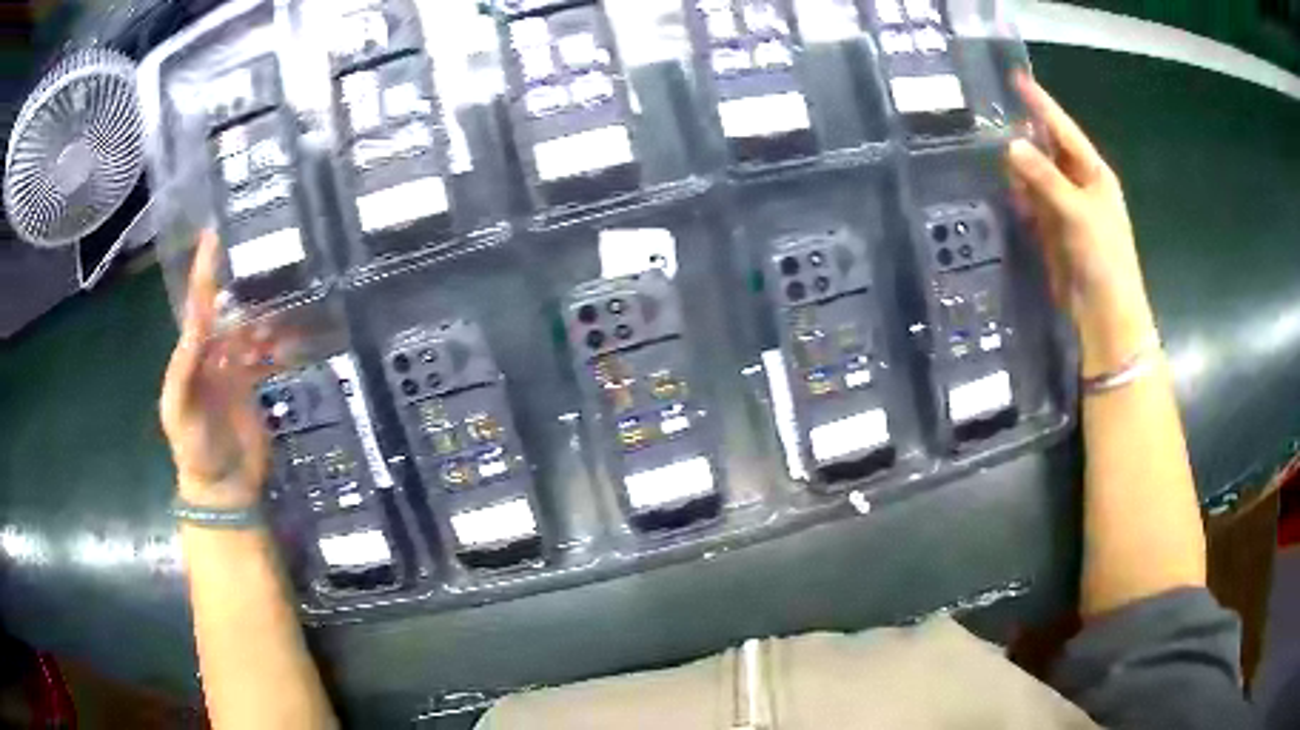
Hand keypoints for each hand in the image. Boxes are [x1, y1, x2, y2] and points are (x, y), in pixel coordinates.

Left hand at [160, 232, 279, 509]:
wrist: (222, 488)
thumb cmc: (194, 449)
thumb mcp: (179, 409)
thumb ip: (183, 367)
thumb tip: (198, 319)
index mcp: (191, 354)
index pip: (198, 304)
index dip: (204, 270)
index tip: (214, 234)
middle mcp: (212, 353)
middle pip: (228, 308)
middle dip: (243, 283)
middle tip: (268, 254)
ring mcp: (235, 369)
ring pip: (251, 328)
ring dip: (266, 311)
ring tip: (289, 288)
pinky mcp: (254, 386)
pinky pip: (267, 355)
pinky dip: (279, 343)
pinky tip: (296, 331)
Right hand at [1006, 73, 1157, 377]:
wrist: (1105, 315)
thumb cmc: (1104, 258)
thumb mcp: (1077, 212)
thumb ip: (1045, 178)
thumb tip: (1011, 145)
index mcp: (1094, 174)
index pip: (1063, 129)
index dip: (1040, 104)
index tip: (1015, 78)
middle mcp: (1080, 186)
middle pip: (1048, 150)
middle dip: (1024, 133)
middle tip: (991, 113)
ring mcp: (1066, 210)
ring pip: (1037, 176)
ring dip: (1018, 166)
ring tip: (988, 146)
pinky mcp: (1054, 232)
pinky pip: (1032, 204)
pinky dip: (1019, 196)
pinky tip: (1002, 187)